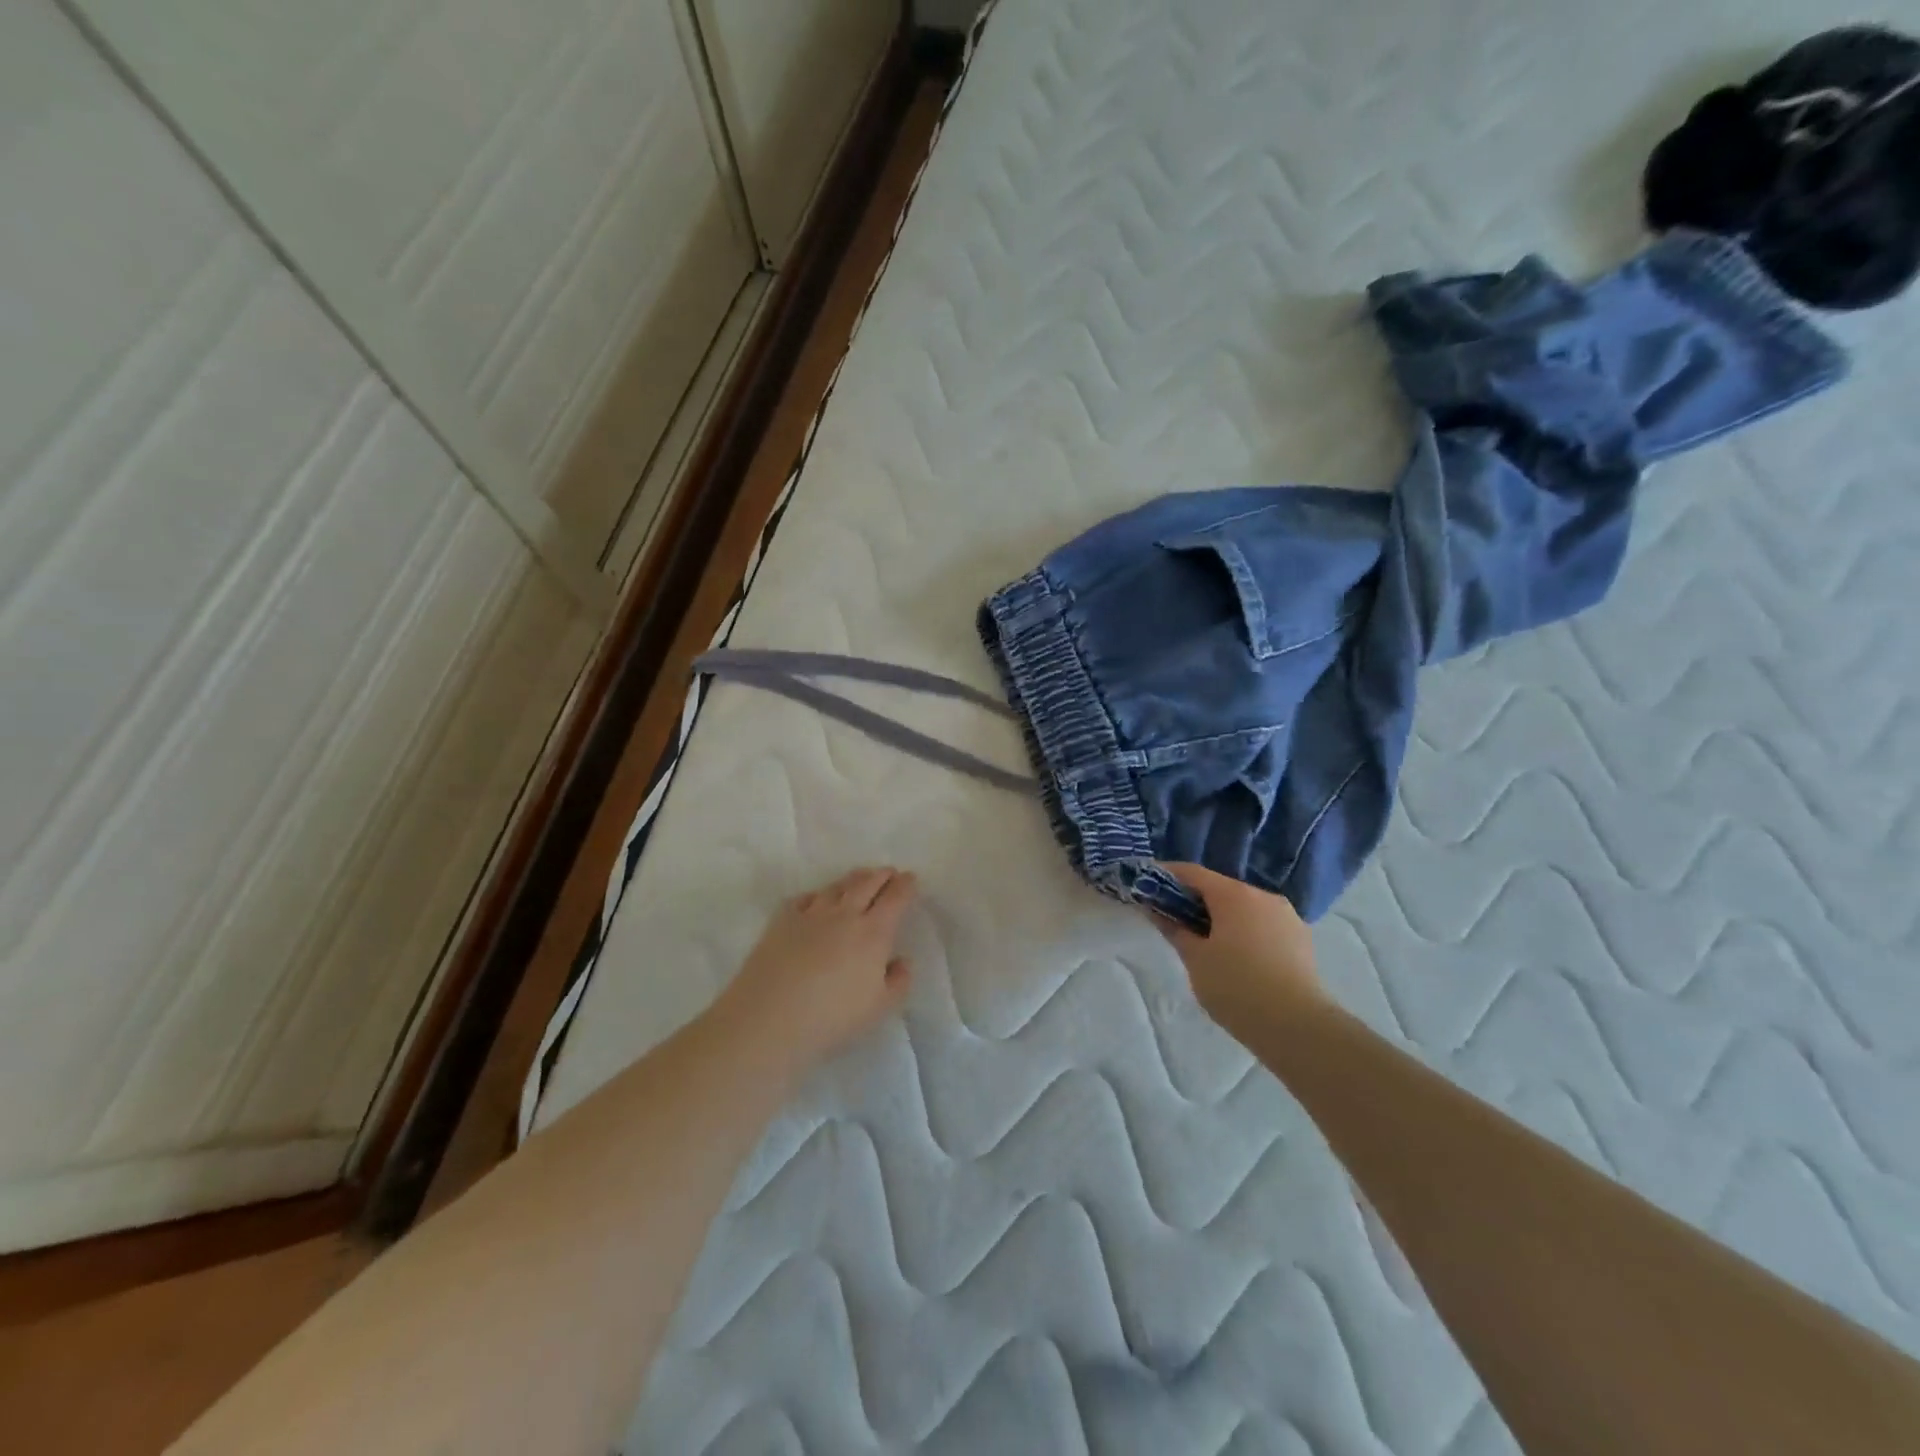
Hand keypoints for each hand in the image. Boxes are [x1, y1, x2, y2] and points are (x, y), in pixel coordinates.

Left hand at [713, 867, 917, 1077]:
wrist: (769, 1018)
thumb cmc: (832, 1017)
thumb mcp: (879, 1008)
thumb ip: (898, 982)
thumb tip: (902, 961)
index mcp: (874, 933)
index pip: (895, 898)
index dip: (905, 885)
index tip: (910, 878)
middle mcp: (845, 914)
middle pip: (867, 883)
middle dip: (882, 874)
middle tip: (889, 872)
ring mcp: (811, 914)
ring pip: (837, 886)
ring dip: (853, 879)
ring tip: (859, 879)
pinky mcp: (782, 920)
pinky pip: (805, 898)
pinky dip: (818, 895)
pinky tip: (817, 900)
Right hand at [1150, 863, 1322, 1030]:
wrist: (1299, 1028)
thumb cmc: (1237, 987)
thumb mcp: (1195, 959)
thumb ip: (1175, 930)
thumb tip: (1158, 911)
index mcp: (1234, 895)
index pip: (1192, 873)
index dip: (1167, 876)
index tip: (1148, 886)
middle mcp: (1262, 896)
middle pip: (1220, 888)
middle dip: (1194, 899)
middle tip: (1173, 919)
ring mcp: (1287, 916)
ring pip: (1244, 907)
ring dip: (1221, 916)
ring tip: (1205, 941)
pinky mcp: (1301, 938)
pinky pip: (1263, 924)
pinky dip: (1244, 930)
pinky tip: (1237, 956)